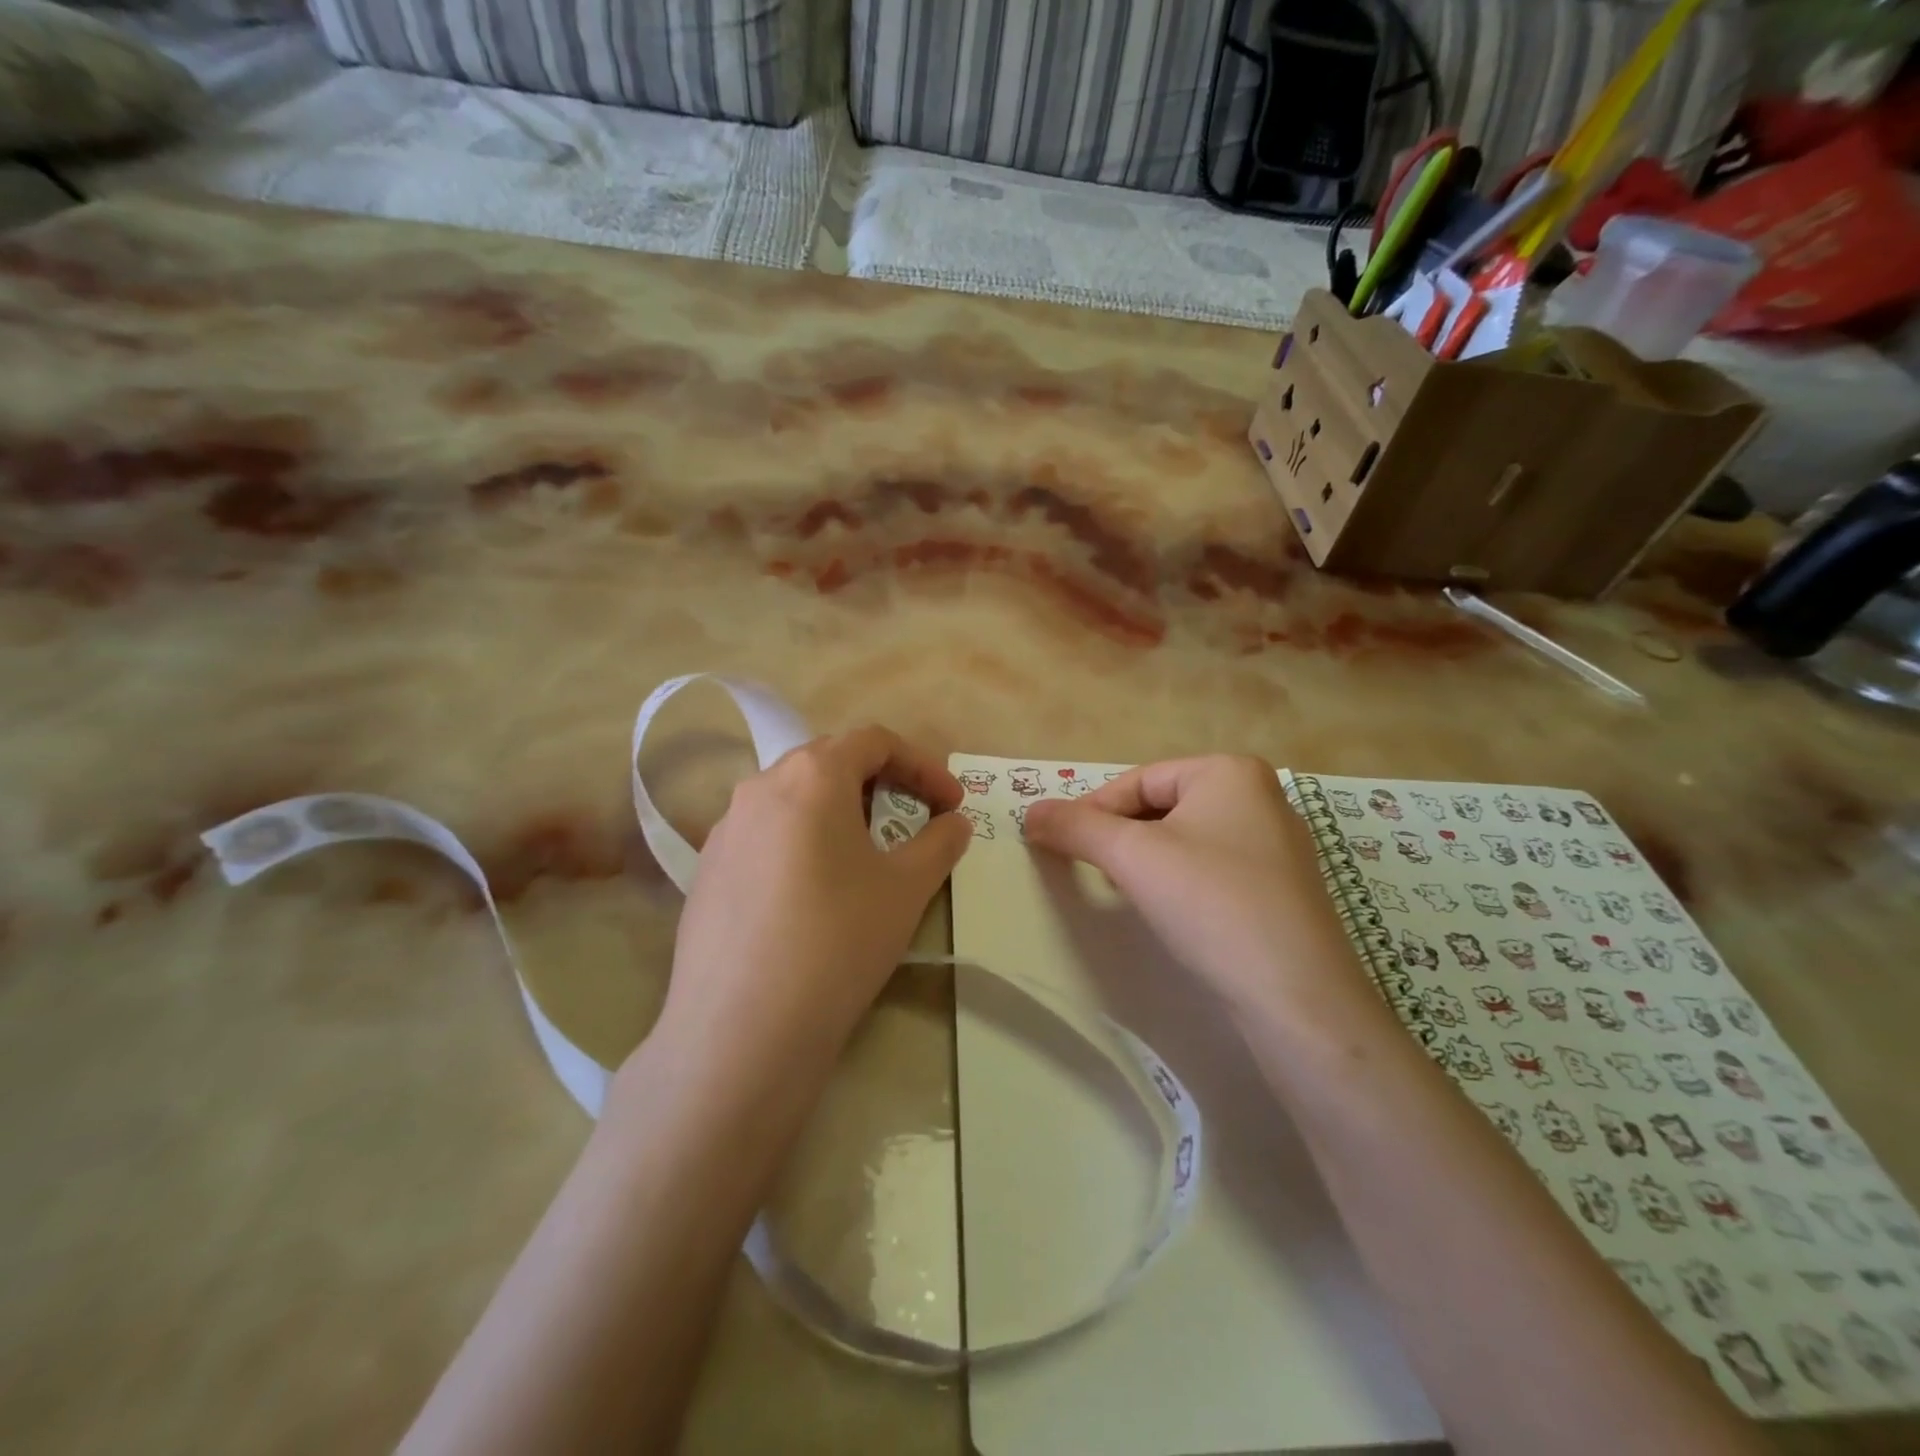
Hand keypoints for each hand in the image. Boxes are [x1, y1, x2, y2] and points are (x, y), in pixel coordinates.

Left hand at [646, 726, 972, 1085]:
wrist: (742, 1030)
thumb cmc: (838, 940)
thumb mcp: (907, 888)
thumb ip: (940, 842)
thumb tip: (954, 822)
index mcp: (811, 776)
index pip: (874, 741)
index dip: (922, 765)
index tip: (951, 804)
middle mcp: (760, 787)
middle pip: (829, 762)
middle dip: (880, 783)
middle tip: (912, 822)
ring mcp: (724, 829)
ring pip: (792, 799)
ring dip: (838, 812)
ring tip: (864, 857)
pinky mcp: (706, 871)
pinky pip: (764, 836)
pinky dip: (801, 843)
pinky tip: (812, 894)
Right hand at [1023, 756, 1373, 1020]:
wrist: (1296, 997)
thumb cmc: (1211, 904)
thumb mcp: (1132, 857)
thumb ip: (1076, 828)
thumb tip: (1031, 812)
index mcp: (1231, 772)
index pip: (1138, 781)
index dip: (1093, 811)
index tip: (1060, 845)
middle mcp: (1262, 798)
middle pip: (1162, 807)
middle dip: (1120, 836)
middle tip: (1090, 870)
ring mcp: (1278, 846)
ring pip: (1186, 840)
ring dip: (1146, 860)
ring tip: (1124, 891)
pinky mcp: (1282, 890)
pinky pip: (1213, 869)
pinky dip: (1180, 882)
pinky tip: (1170, 912)